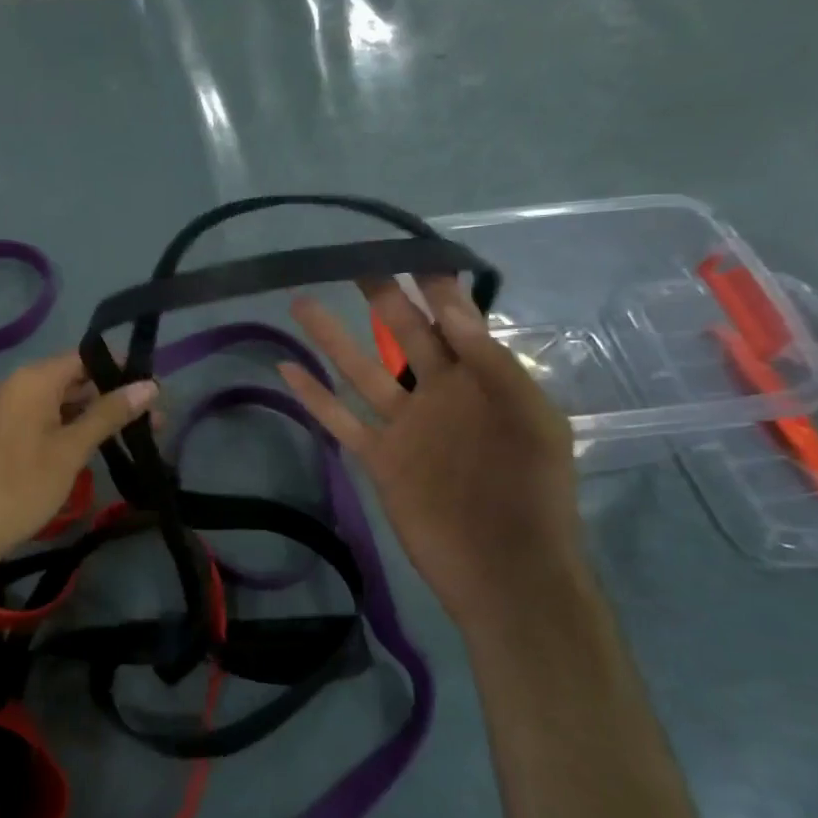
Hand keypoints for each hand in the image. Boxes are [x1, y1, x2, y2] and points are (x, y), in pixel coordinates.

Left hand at [0, 350, 158, 571]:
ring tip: (131, 435)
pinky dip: (68, 426)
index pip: (85, 356)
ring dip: (92, 414)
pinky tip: (91, 445)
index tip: (153, 389)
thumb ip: (109, 414)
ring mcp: (4, 408)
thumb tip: (150, 385)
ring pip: (58, 401)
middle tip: (152, 419)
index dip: (120, 368)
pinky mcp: (0, 432)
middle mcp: (15, 384)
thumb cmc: (21, 486)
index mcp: (32, 379)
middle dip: (111, 395)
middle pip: (72, 378)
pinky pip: (41, 417)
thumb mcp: (71, 450)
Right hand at [278, 276, 587, 633]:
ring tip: (302, 300)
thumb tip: (450, 306)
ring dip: (332, 337)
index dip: (434, 284)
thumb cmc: (532, 490)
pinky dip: (313, 397)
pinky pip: (340, 419)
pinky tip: (286, 369)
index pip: (454, 319)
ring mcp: (404, 424)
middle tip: (355, 260)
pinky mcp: (379, 456)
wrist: (507, 569)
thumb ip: (490, 362)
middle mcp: (438, 393)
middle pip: (404, 334)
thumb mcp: (529, 417)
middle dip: (383, 296)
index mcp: (481, 379)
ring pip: (361, 369)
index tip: (409, 248)